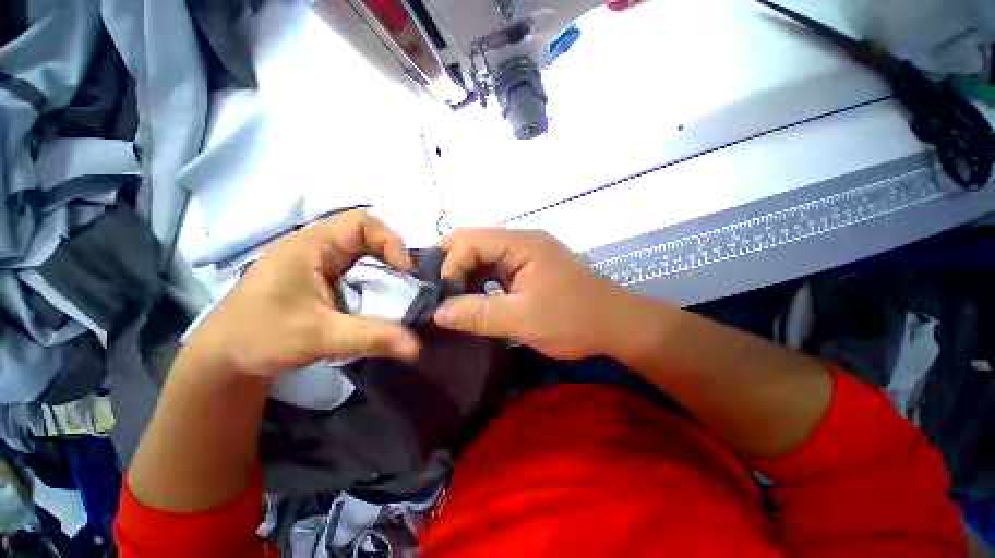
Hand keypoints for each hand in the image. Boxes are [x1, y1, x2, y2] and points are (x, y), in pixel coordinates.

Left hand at [186, 211, 420, 380]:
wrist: (225, 360)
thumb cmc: (261, 337)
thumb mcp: (319, 336)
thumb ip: (370, 337)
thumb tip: (416, 347)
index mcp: (312, 245)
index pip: (363, 223)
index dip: (391, 241)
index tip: (406, 272)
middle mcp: (319, 248)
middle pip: (370, 240)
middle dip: (393, 262)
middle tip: (409, 289)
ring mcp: (322, 265)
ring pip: (367, 259)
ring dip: (386, 277)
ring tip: (400, 299)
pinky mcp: (324, 281)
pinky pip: (360, 276)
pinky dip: (376, 288)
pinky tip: (381, 306)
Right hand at [433, 228, 635, 359]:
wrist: (616, 324)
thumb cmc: (573, 320)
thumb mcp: (522, 320)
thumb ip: (478, 314)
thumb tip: (438, 312)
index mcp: (521, 243)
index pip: (470, 241)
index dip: (450, 265)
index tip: (441, 296)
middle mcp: (522, 241)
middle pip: (475, 242)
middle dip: (452, 265)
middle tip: (436, 292)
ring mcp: (527, 254)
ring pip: (484, 256)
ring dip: (465, 274)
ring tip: (449, 297)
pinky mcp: (530, 268)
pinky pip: (496, 269)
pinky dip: (480, 281)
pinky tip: (472, 298)